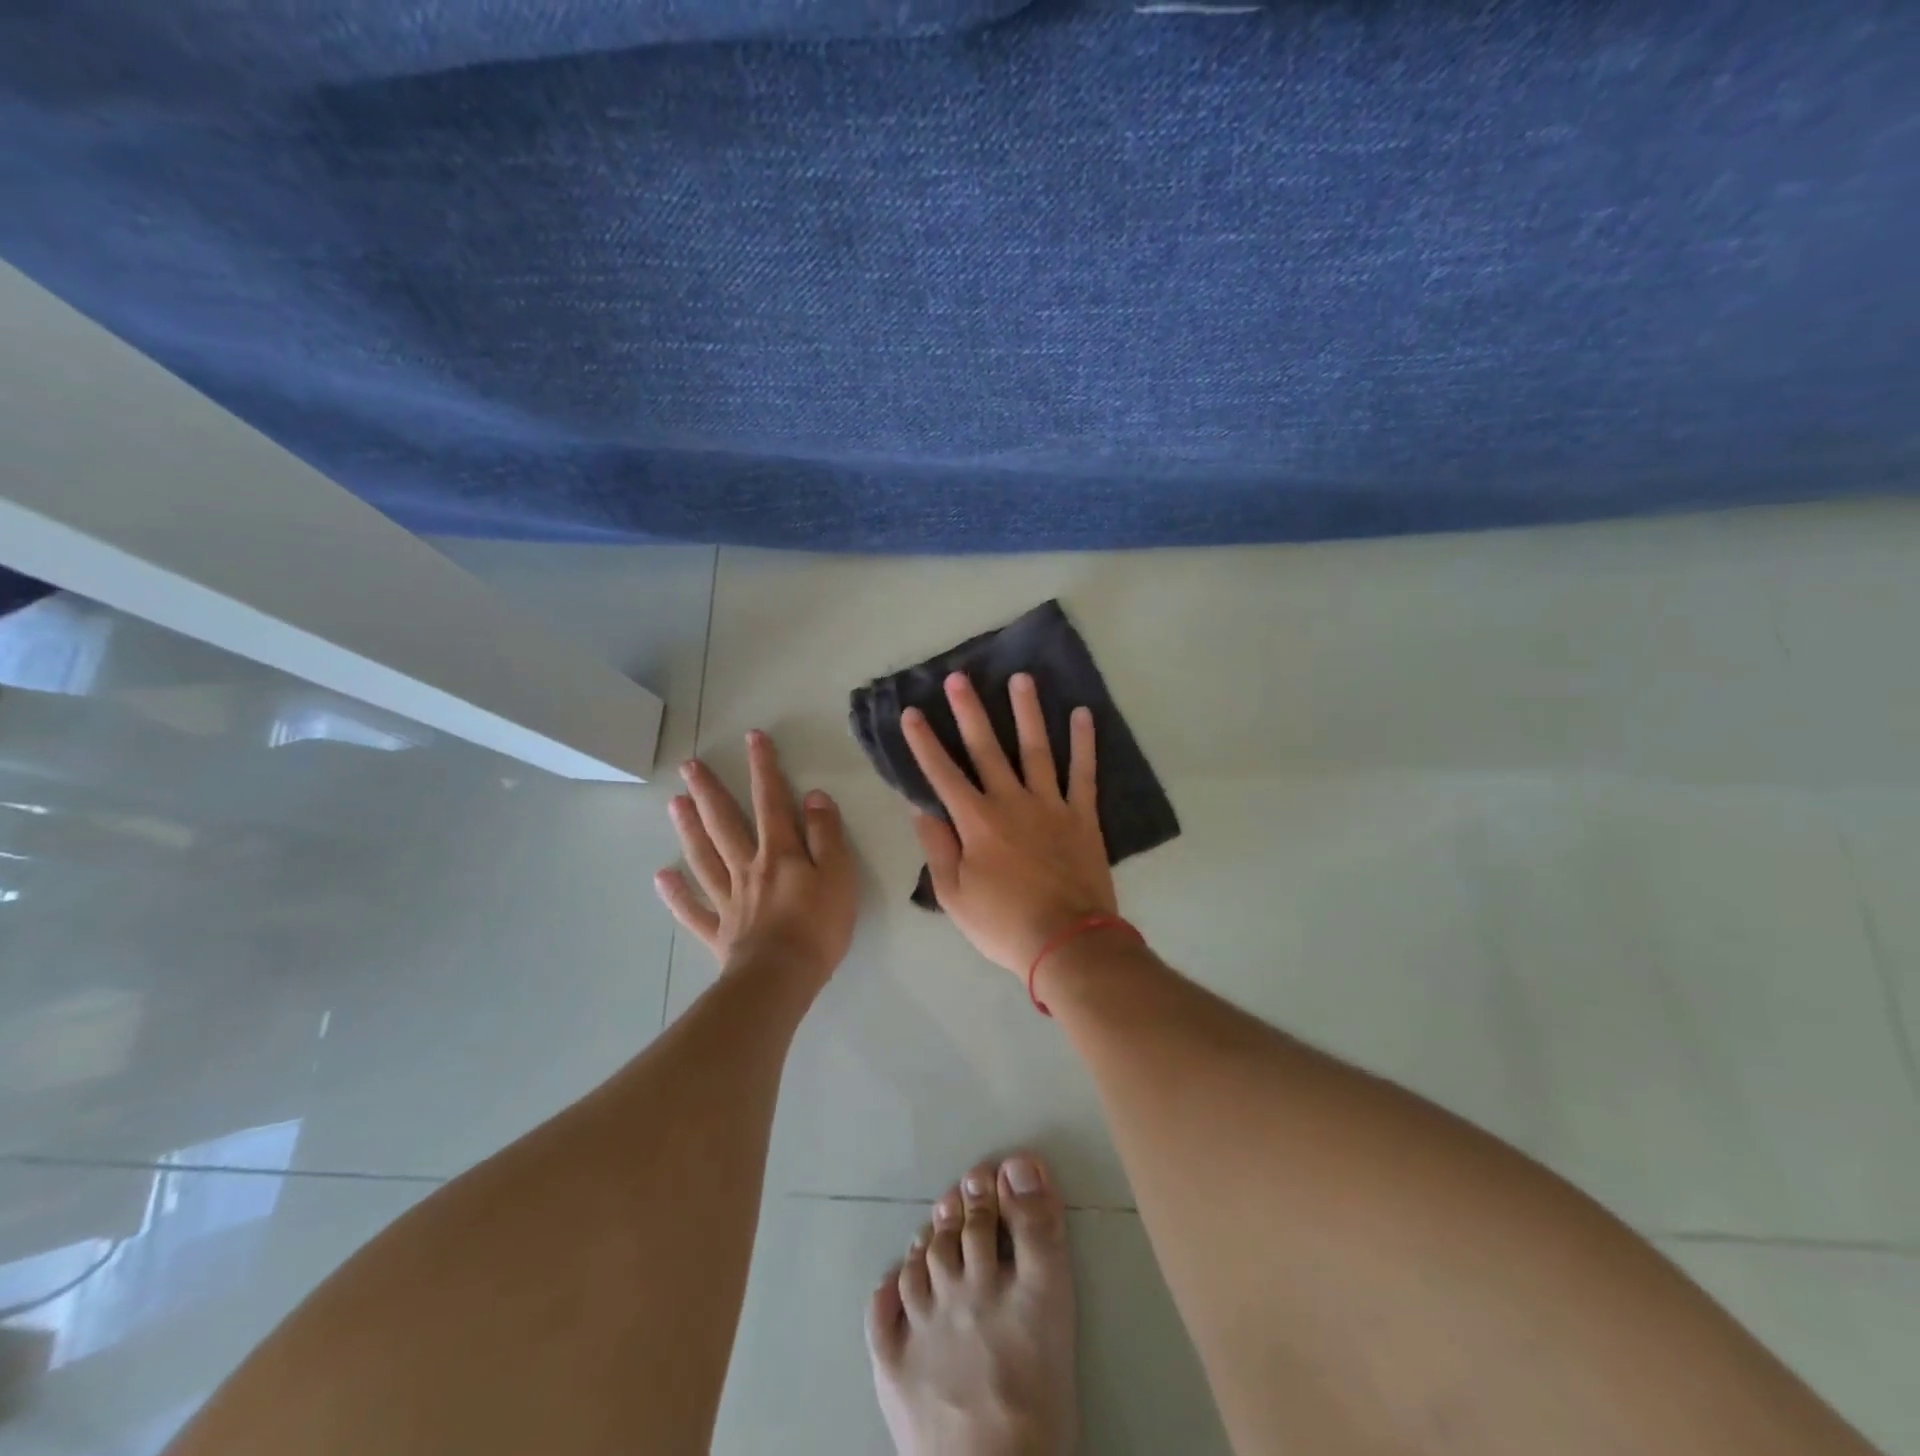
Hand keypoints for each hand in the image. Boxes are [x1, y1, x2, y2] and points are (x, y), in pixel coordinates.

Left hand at [655, 730, 858, 985]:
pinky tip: (662, 878)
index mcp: (780, 852)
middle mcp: (748, 867)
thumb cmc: (818, 926)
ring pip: (704, 857)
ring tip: (674, 803)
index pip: (772, 801)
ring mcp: (729, 899)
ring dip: (689, 829)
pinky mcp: (719, 931)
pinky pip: (693, 909)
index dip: (763, 768)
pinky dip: (676, 894)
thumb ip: (826, 834)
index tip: (753, 738)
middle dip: (710, 791)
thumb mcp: (838, 874)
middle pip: (725, 823)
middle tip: (689, 765)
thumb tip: (813, 797)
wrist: (783, 977)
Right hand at [902, 672, 1115, 974]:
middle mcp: (1011, 802)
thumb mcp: (954, 895)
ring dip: (1027, 712)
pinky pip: (1083, 773)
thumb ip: (938, 849)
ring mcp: (1050, 805)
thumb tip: (923, 810)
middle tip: (959, 677)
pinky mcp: (1082, 816)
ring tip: (1021, 678)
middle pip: (987, 749)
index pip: (942, 774)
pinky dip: (1083, 743)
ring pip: (1036, 749)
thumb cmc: (1003, 924)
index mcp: (976, 822)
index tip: (911, 712)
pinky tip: (1082, 714)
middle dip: (969, 711)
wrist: (1067, 942)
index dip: (924, 742)